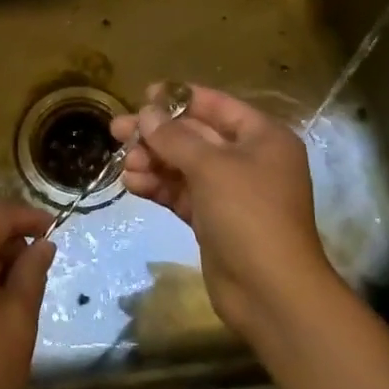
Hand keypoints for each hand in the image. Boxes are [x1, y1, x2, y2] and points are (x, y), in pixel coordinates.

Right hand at [111, 84, 334, 343]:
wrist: (271, 294)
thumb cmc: (249, 215)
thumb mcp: (211, 167)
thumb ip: (175, 137)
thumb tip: (146, 113)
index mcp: (262, 137)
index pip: (217, 105)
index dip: (180, 98)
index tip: (144, 95)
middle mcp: (248, 160)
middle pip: (195, 135)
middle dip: (157, 134)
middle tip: (117, 130)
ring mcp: (230, 192)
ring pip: (184, 165)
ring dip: (153, 161)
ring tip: (125, 164)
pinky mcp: (213, 220)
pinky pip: (181, 193)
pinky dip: (158, 186)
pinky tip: (132, 184)